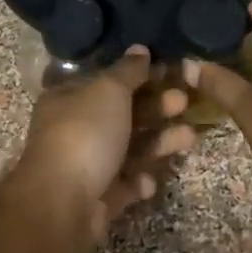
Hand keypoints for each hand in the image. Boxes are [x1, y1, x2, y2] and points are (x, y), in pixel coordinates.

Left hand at [11, 46, 195, 242]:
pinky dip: (138, 181)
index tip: (170, 71)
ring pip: (128, 150)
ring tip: (189, 138)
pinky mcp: (97, 198)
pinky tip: (148, 181)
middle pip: (121, 115)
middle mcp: (73, 130)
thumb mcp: (108, 91)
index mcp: (67, 99)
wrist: (62, 203)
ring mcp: (84, 166)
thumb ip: (128, 71)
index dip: (137, 75)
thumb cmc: (85, 134)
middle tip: (183, 102)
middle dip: (155, 108)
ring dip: (158, 143)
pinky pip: (124, 184)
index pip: (105, 82)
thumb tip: (140, 48)